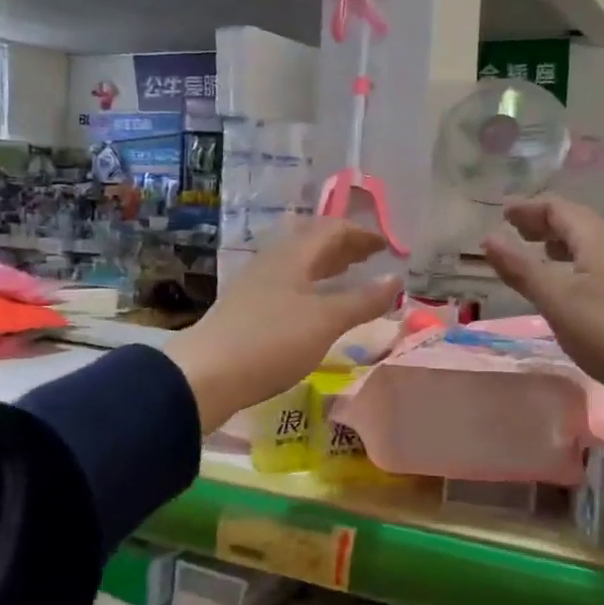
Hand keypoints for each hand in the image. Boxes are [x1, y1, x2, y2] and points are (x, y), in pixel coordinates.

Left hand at [168, 221, 400, 432]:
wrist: (206, 375)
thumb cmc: (272, 341)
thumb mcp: (326, 321)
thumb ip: (364, 300)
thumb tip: (397, 279)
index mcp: (293, 255)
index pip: (332, 229)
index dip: (362, 234)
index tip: (387, 245)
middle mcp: (274, 261)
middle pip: (313, 241)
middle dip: (344, 245)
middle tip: (370, 255)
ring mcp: (257, 284)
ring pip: (299, 262)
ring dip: (327, 264)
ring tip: (348, 274)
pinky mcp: (248, 308)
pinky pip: (289, 283)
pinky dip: (312, 284)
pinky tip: (315, 304)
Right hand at [481, 197, 603, 441]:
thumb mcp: (557, 301)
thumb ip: (522, 269)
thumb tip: (489, 239)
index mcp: (598, 239)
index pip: (558, 208)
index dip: (528, 208)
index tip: (503, 213)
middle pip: (578, 223)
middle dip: (545, 225)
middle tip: (517, 231)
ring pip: (593, 246)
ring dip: (563, 246)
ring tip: (542, 256)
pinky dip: (580, 266)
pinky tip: (575, 291)